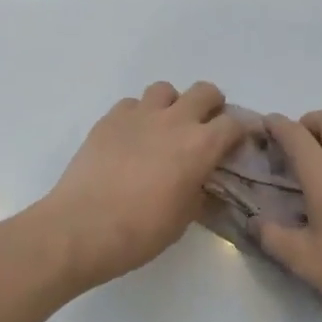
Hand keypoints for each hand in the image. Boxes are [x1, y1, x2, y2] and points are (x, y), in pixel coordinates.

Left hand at [35, 81, 248, 286]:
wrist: (81, 227)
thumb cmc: (139, 232)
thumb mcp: (183, 219)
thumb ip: (199, 191)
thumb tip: (202, 182)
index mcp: (199, 146)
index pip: (233, 124)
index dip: (239, 132)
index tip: (236, 143)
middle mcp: (174, 121)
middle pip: (204, 91)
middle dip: (211, 105)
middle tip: (204, 127)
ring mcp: (139, 115)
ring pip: (165, 90)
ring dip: (172, 104)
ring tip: (164, 128)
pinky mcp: (110, 118)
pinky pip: (132, 104)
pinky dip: (138, 115)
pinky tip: (131, 137)